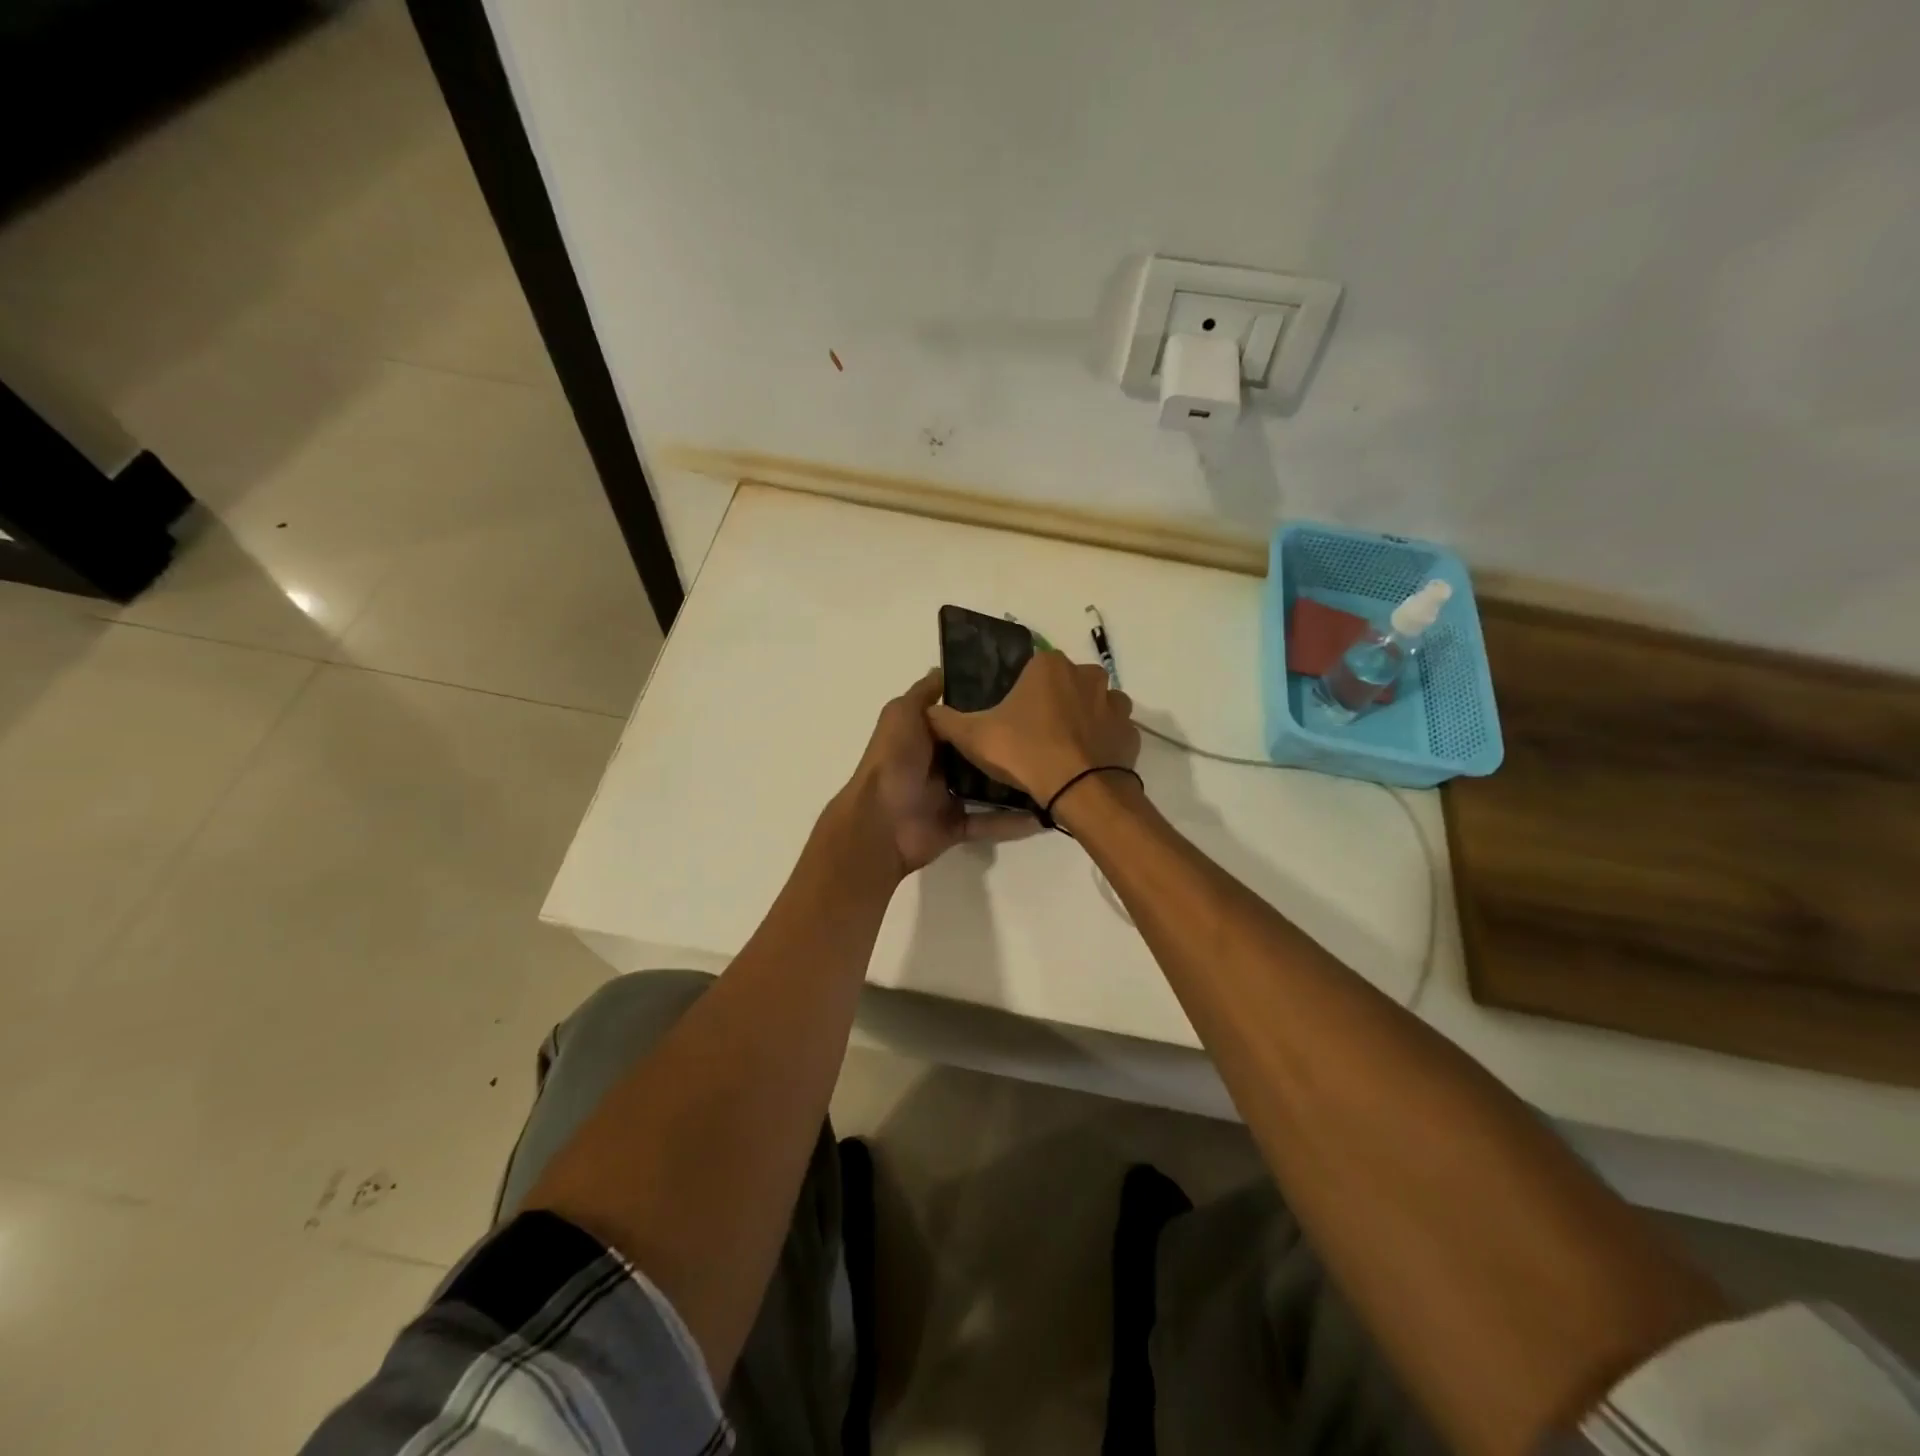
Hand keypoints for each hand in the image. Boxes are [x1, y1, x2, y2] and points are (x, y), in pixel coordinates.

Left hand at [839, 669, 1039, 876]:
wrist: (881, 822)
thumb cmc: (894, 761)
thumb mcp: (902, 713)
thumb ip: (924, 694)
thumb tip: (944, 670)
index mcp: (926, 735)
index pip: (962, 717)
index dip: (987, 705)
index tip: (1024, 694)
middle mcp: (938, 763)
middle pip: (980, 751)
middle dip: (1008, 743)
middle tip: (1051, 731)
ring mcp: (948, 796)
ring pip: (990, 787)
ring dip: (1017, 781)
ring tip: (1055, 770)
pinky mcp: (958, 825)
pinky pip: (990, 822)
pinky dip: (1014, 821)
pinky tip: (1044, 812)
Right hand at [925, 651, 1139, 810]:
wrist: (1080, 791)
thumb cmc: (1025, 753)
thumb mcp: (974, 737)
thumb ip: (946, 720)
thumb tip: (929, 711)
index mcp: (1049, 666)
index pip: (1030, 669)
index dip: (1019, 694)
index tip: (1011, 719)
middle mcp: (1087, 674)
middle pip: (1063, 685)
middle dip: (1051, 705)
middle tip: (1032, 737)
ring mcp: (1114, 703)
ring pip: (1092, 706)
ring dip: (1079, 721)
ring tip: (1060, 751)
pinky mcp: (1131, 732)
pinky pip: (1111, 732)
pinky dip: (1100, 743)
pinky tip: (1084, 763)